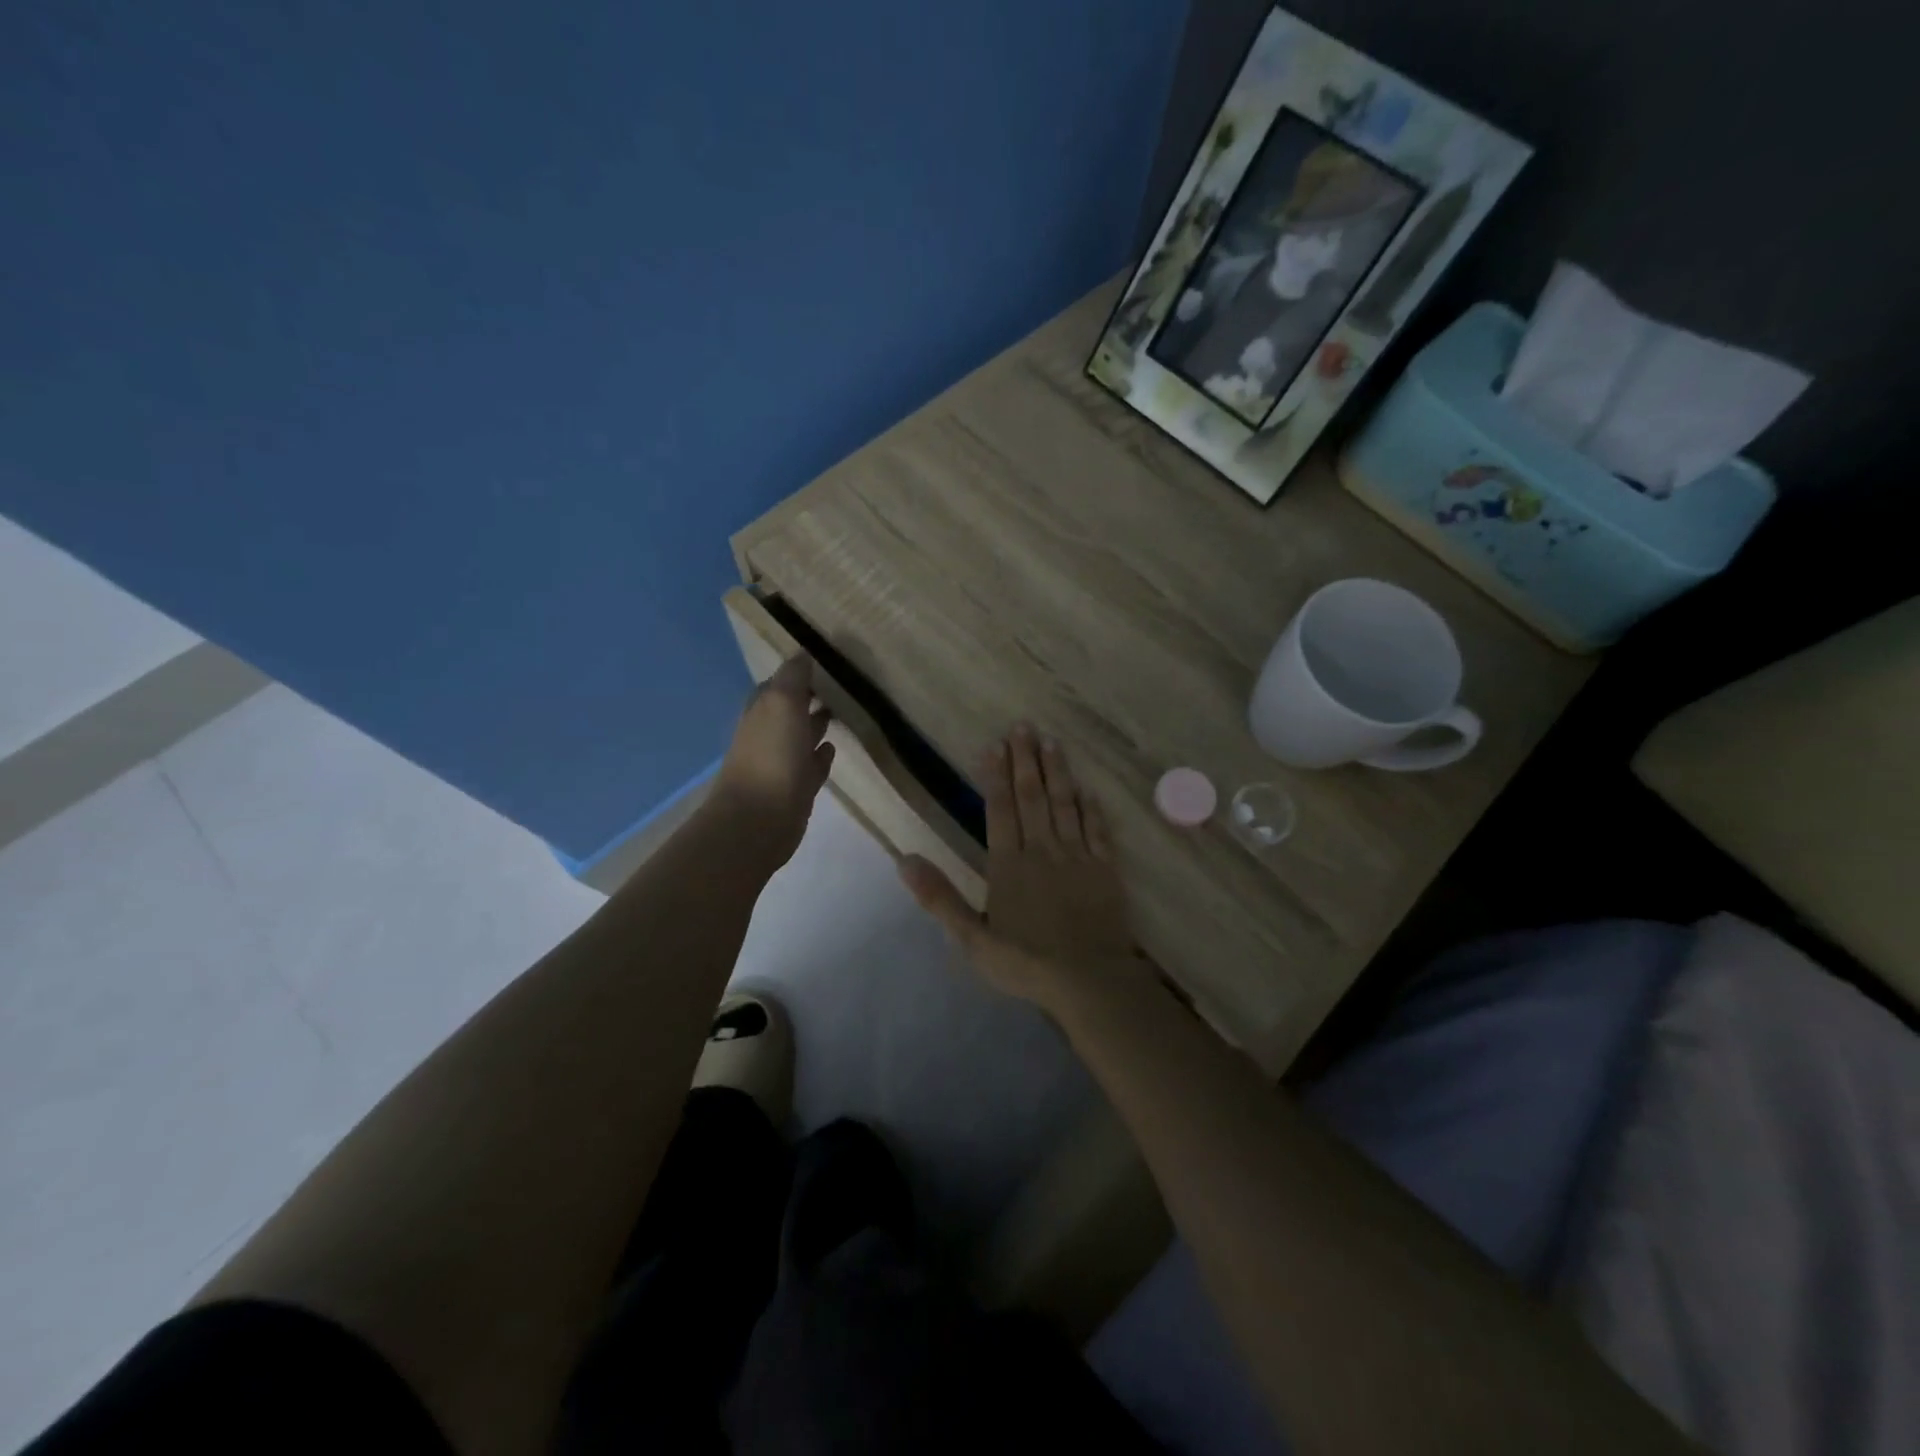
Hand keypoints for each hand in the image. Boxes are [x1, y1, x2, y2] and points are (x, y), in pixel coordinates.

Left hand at [711, 655, 834, 866]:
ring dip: (817, 724)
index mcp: (762, 710)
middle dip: (809, 697)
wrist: (759, 820)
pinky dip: (821, 755)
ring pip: (802, 736)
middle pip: (790, 709)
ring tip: (843, 711)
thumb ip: (793, 677)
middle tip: (840, 684)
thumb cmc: (771, 756)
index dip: (797, 672)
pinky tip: (833, 748)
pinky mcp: (796, 789)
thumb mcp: (782, 704)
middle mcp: (769, 733)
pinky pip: (811, 766)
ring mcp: (782, 763)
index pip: (778, 683)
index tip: (825, 661)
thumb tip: (803, 653)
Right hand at [899, 724, 1148, 1009]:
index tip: (995, 744)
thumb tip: (904, 860)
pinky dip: (1091, 807)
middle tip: (1024, 726)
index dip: (996, 775)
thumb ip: (940, 898)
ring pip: (1065, 804)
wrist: (1089, 979)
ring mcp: (1077, 856)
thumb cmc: (1026, 962)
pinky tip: (1087, 789)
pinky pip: (1097, 829)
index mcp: (1009, 864)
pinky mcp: (1105, 868)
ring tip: (1052, 742)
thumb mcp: (972, 939)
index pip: (999, 809)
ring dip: (1057, 772)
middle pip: (1032, 796)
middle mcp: (1042, 850)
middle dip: (1026, 760)